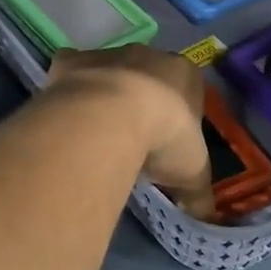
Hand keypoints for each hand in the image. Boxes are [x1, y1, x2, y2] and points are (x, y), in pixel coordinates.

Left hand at [45, 46, 215, 218]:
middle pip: (147, 76)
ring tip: (97, 134)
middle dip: (142, 102)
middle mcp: (147, 55)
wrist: (108, 119)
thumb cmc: (163, 138)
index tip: (169, 143)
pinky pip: (70, 72)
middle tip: (133, 139)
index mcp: (185, 73)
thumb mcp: (191, 174)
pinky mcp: (71, 61)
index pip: (188, 90)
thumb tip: (203, 215)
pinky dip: (69, 90)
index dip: (179, 117)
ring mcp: (107, 55)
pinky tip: (67, 117)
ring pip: (108, 72)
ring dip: (106, 95)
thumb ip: (198, 194)